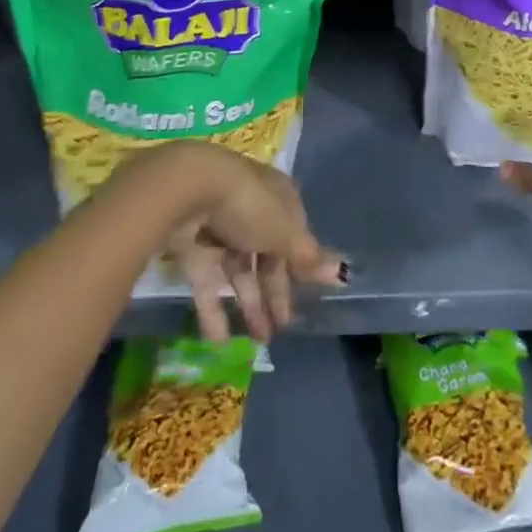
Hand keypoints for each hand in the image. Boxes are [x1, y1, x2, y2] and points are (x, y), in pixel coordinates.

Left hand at [154, 142, 344, 342]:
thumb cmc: (250, 206)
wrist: (189, 189)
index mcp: (278, 198)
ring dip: (248, 304)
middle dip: (275, 292)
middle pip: (266, 254)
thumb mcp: (285, 233)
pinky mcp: (190, 244)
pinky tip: (219, 341)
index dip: (300, 265)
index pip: (294, 233)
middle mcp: (250, 209)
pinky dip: (212, 309)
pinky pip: (206, 280)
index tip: (306, 297)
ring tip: (259, 342)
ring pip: (237, 269)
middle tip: (281, 329)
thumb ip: (308, 258)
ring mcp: (218, 226)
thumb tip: (343, 273)